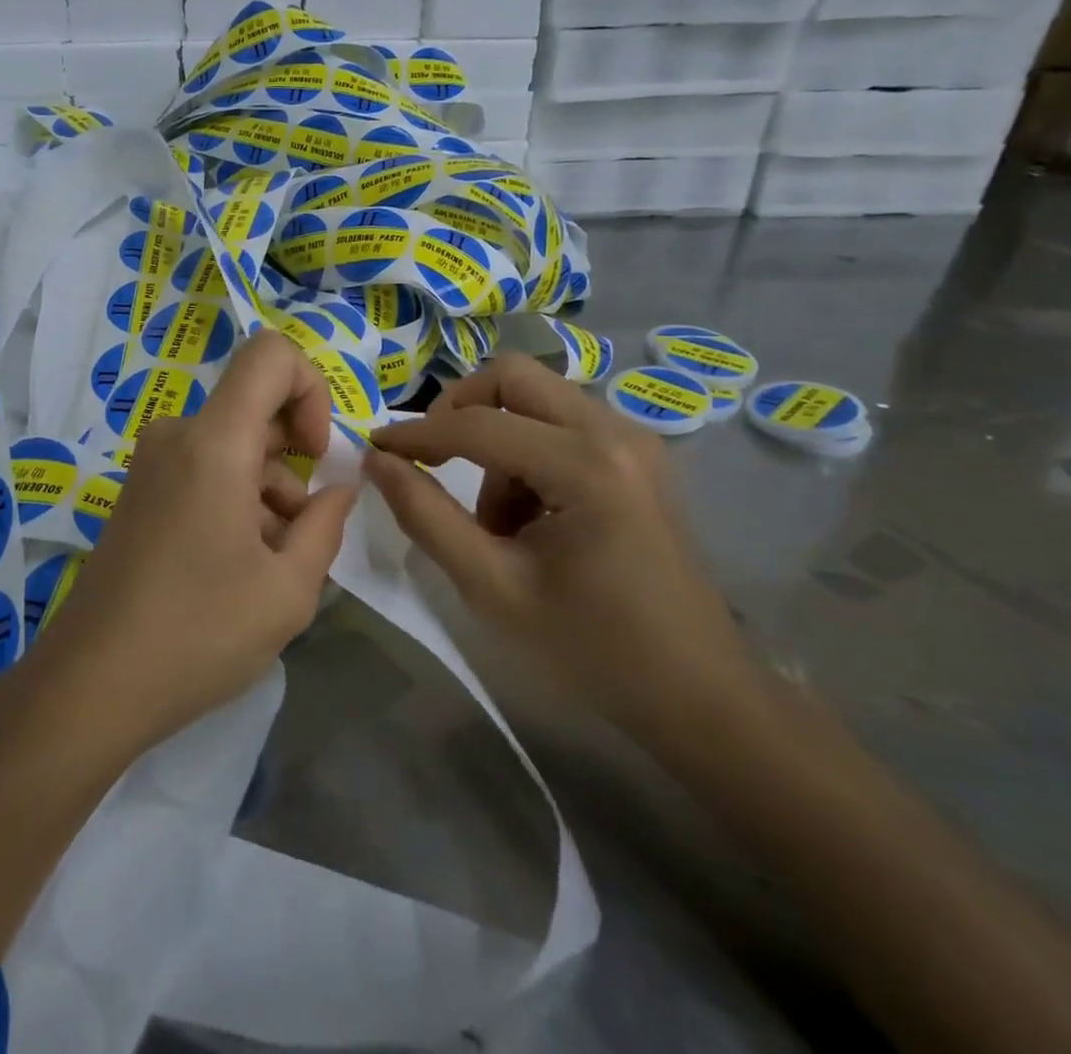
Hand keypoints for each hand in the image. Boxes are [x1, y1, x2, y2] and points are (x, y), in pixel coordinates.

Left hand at [40, 330, 358, 753]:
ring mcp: (152, 464)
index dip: (311, 388)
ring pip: (234, 447)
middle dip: (294, 460)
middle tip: (303, 532)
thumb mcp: (289, 589)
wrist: (92, 686)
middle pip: (255, 407)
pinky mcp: (140, 493)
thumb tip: (340, 488)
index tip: (316, 455)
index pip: (270, 354)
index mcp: (213, 442)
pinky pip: (204, 470)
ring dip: (268, 491)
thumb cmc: (199, 633)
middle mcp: (177, 436)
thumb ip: (326, 524)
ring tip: (274, 566)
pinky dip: (235, 500)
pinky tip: (240, 567)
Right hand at [366, 354, 758, 747]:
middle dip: (459, 410)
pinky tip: (534, 519)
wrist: (698, 693)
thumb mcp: (491, 586)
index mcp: (586, 465)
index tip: (373, 447)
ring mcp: (635, 439)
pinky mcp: (640, 456)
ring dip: (497, 442)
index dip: (415, 434)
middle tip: (432, 460)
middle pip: (513, 376)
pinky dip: (529, 454)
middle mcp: (615, 432)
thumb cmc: (591, 647)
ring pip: (536, 399)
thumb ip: (425, 515)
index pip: (477, 425)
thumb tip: (378, 460)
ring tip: (497, 523)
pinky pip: (563, 424)